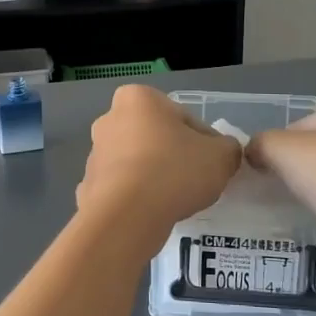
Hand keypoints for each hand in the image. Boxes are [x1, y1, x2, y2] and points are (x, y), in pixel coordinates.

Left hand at [77, 85, 241, 243]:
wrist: (126, 216)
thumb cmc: (174, 171)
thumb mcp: (221, 156)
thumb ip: (228, 148)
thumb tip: (222, 152)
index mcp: (139, 98)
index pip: (184, 118)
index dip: (205, 141)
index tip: (213, 164)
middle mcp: (110, 118)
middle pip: (157, 137)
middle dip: (175, 156)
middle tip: (196, 181)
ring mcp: (95, 153)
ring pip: (138, 163)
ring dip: (155, 177)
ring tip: (175, 201)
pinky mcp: (88, 185)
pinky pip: (122, 189)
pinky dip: (137, 198)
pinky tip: (152, 213)